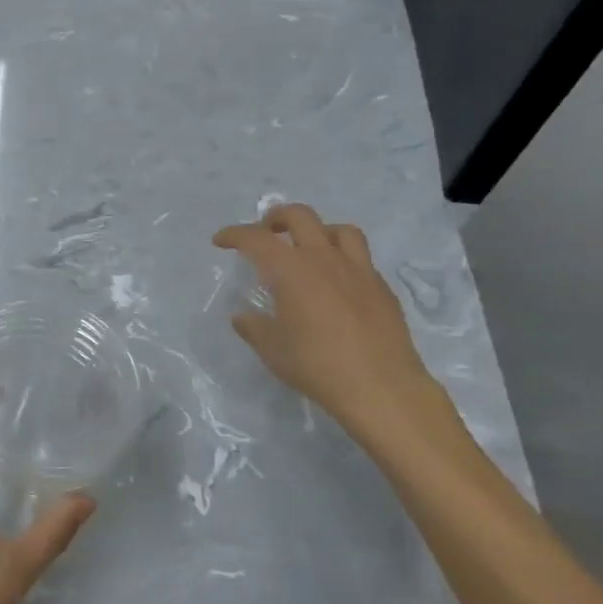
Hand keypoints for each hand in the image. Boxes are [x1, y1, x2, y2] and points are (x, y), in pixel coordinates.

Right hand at [213, 204, 460, 452]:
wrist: (381, 387)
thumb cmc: (317, 365)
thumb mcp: (273, 350)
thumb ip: (254, 328)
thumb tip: (242, 317)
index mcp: (291, 270)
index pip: (256, 238)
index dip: (234, 234)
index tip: (220, 240)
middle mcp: (324, 259)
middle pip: (300, 216)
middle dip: (277, 217)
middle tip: (266, 232)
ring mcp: (358, 270)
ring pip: (340, 230)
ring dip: (319, 231)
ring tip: (309, 248)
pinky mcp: (381, 287)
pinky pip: (361, 259)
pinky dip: (343, 260)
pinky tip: (338, 284)